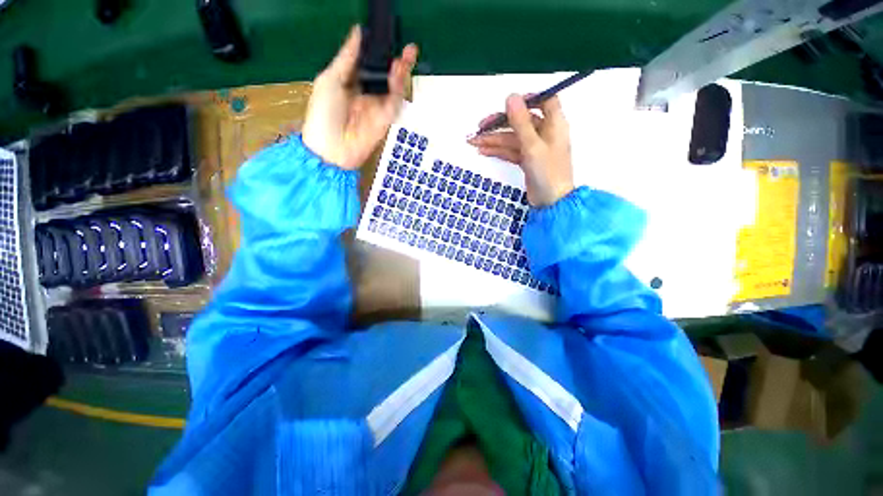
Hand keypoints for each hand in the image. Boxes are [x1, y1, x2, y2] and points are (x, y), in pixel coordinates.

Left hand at [302, 26, 417, 169]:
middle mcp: (365, 93)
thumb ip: (346, 59)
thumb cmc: (323, 114)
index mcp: (349, 82)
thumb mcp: (330, 80)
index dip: (376, 50)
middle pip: (383, 74)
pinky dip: (398, 88)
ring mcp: (376, 107)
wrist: (332, 150)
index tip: (384, 35)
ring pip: (392, 87)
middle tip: (406, 46)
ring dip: (400, 72)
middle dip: (394, 60)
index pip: (366, 62)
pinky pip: (394, 102)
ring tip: (407, 55)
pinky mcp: (385, 120)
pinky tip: (398, 73)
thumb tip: (358, 32)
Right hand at [467, 95, 573, 206]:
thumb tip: (511, 97)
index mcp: (554, 124)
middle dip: (499, 124)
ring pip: (512, 139)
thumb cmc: (548, 173)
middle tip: (481, 127)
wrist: (551, 202)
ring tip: (474, 142)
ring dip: (494, 140)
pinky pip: (511, 151)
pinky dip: (498, 151)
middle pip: (520, 122)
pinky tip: (484, 151)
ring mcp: (534, 149)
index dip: (527, 99)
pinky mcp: (527, 161)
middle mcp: (544, 133)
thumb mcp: (532, 146)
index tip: (508, 103)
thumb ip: (521, 122)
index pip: (544, 101)